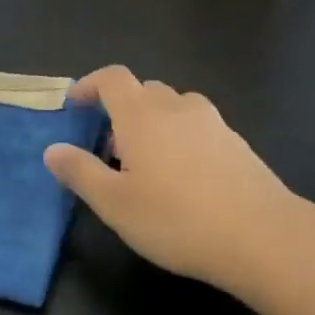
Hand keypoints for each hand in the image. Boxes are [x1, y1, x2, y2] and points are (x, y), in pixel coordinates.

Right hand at [44, 66, 294, 288]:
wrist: (262, 236)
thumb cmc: (176, 219)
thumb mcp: (115, 204)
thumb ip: (81, 172)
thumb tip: (53, 150)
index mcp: (142, 115)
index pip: (112, 78)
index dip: (90, 84)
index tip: (75, 104)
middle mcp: (177, 107)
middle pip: (144, 91)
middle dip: (121, 110)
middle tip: (109, 150)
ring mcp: (212, 123)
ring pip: (174, 108)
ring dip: (154, 124)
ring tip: (147, 166)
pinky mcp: (237, 144)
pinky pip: (198, 128)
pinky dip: (181, 139)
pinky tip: (184, 180)